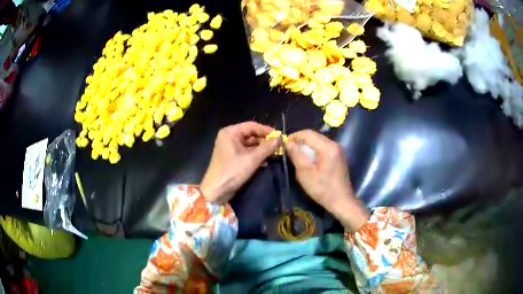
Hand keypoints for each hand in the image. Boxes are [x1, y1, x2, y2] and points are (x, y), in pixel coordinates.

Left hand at [200, 122, 277, 203]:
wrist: (216, 191)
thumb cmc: (232, 171)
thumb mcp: (252, 159)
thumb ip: (267, 147)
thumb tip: (279, 139)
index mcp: (230, 132)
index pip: (252, 126)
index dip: (266, 130)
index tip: (279, 137)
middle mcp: (229, 137)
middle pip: (251, 134)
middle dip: (264, 141)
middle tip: (278, 147)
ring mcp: (230, 147)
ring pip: (250, 144)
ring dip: (261, 149)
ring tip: (274, 154)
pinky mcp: (231, 157)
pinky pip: (246, 152)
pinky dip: (255, 155)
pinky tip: (266, 161)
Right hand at [286, 130, 368, 231]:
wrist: (341, 201)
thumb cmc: (322, 189)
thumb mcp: (305, 173)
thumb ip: (296, 155)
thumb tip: (288, 143)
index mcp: (327, 147)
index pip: (308, 134)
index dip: (294, 136)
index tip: (284, 144)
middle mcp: (334, 144)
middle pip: (314, 135)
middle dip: (300, 140)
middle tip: (289, 149)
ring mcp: (338, 149)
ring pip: (318, 140)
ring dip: (307, 144)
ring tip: (296, 153)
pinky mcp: (339, 155)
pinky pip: (323, 146)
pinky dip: (314, 149)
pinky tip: (308, 158)